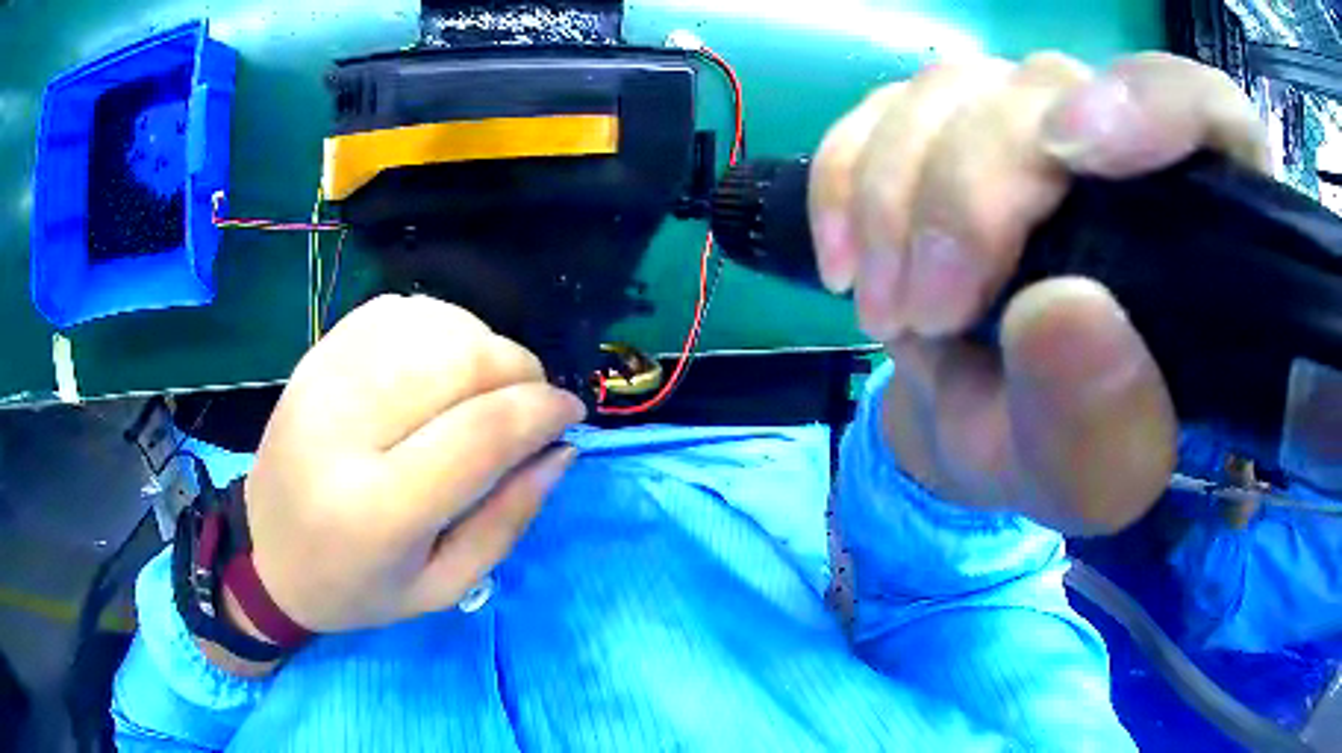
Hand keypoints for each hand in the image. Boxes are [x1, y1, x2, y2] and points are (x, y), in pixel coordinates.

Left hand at [242, 295, 584, 633]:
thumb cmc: (357, 587)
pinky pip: (399, 312)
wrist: (268, 551)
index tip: (571, 415)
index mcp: (378, 509)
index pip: (480, 433)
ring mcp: (324, 379)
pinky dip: (442, 327)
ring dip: (483, 347)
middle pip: (460, 360)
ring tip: (486, 388)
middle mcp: (345, 429)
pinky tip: (443, 364)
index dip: (542, 412)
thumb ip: (508, 520)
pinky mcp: (317, 353)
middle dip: (520, 372)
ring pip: (434, 325)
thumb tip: (560, 449)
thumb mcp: (443, 587)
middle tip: (530, 404)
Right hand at [810, 53, 1266, 533]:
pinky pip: (880, 109)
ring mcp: (1026, 120)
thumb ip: (1100, 419)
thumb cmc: (1070, 454)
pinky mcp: (950, 127)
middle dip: (970, 191)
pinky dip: (843, 176)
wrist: (987, 426)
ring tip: (888, 311)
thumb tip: (1057, 311)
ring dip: (895, 196)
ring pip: (952, 90)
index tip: (1073, 151)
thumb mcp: (1098, 476)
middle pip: (1046, 89)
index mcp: (1203, 220)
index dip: (1152, 102)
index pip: (1206, 109)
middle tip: (926, 310)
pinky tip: (845, 260)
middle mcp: (1121, 142)